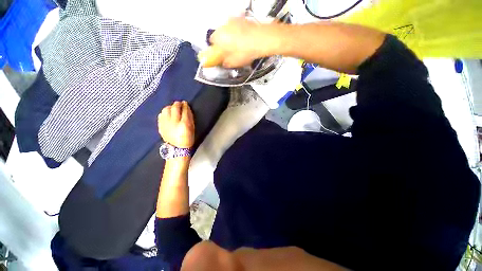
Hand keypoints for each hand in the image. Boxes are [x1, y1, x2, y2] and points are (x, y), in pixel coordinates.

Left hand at [158, 101, 194, 148]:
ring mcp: (165, 124)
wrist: (177, 148)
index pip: (184, 111)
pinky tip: (167, 114)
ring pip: (166, 110)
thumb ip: (190, 118)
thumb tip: (186, 108)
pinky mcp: (160, 126)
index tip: (185, 103)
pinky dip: (164, 113)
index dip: (185, 105)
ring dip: (170, 107)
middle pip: (174, 108)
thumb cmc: (188, 138)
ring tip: (172, 108)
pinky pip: (161, 115)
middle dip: (177, 104)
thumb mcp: (192, 128)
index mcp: (184, 124)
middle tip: (179, 103)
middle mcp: (173, 122)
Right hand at [198, 17, 272, 67]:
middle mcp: (224, 27)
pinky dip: (238, 35)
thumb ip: (225, 63)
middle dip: (223, 45)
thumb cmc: (247, 50)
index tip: (219, 55)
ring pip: (228, 32)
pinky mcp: (242, 20)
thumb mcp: (233, 63)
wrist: (262, 40)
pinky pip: (237, 28)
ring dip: (231, 39)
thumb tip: (224, 63)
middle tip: (229, 54)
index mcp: (218, 37)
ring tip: (239, 49)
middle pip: (220, 36)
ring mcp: (233, 21)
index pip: (211, 43)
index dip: (216, 50)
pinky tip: (244, 43)